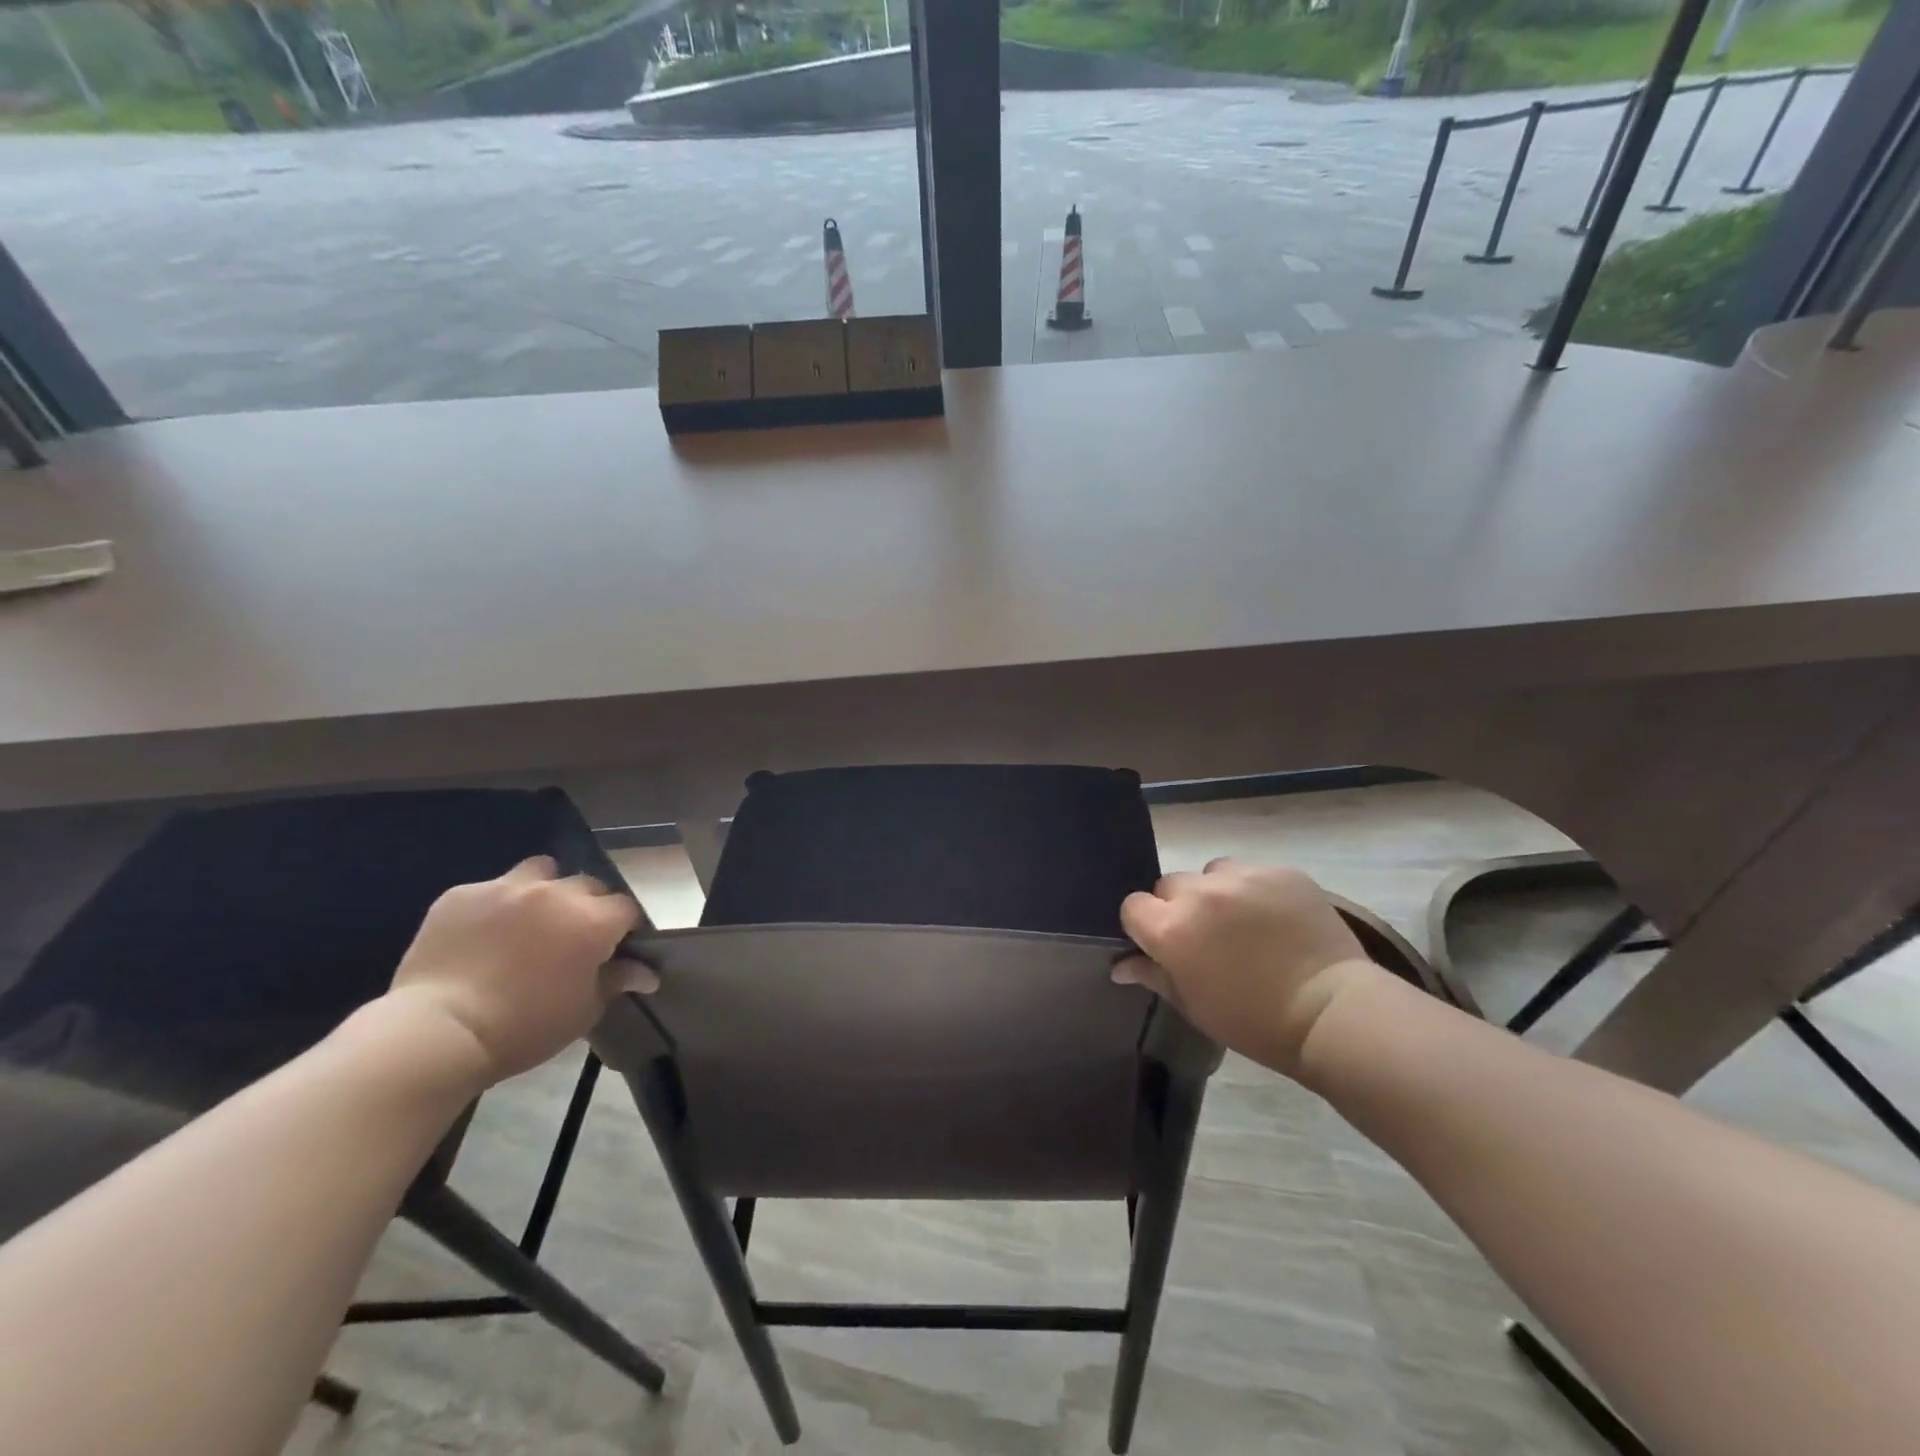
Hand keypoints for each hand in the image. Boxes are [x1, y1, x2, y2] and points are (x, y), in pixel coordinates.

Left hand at [383, 856, 653, 1085]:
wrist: (438, 1032)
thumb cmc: (524, 1028)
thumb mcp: (582, 1011)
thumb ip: (616, 981)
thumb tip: (647, 972)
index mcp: (592, 921)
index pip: (626, 908)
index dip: (623, 927)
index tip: (614, 947)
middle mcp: (556, 893)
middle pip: (588, 885)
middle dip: (587, 906)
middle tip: (572, 937)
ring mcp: (506, 888)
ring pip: (541, 871)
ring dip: (545, 889)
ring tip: (530, 919)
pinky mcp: (462, 894)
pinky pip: (491, 889)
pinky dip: (496, 905)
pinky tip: (483, 934)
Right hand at [1115, 859, 1380, 1077]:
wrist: (1332, 1013)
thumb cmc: (1254, 1021)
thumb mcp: (1194, 1005)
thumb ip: (1153, 975)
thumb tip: (1119, 966)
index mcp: (1171, 928)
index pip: (1133, 906)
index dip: (1144, 925)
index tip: (1162, 944)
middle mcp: (1199, 894)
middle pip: (1170, 885)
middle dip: (1180, 907)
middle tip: (1206, 936)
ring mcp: (1242, 877)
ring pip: (1211, 873)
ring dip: (1217, 893)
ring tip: (1243, 922)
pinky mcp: (1280, 872)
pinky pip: (1253, 872)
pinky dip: (1256, 891)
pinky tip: (1276, 918)